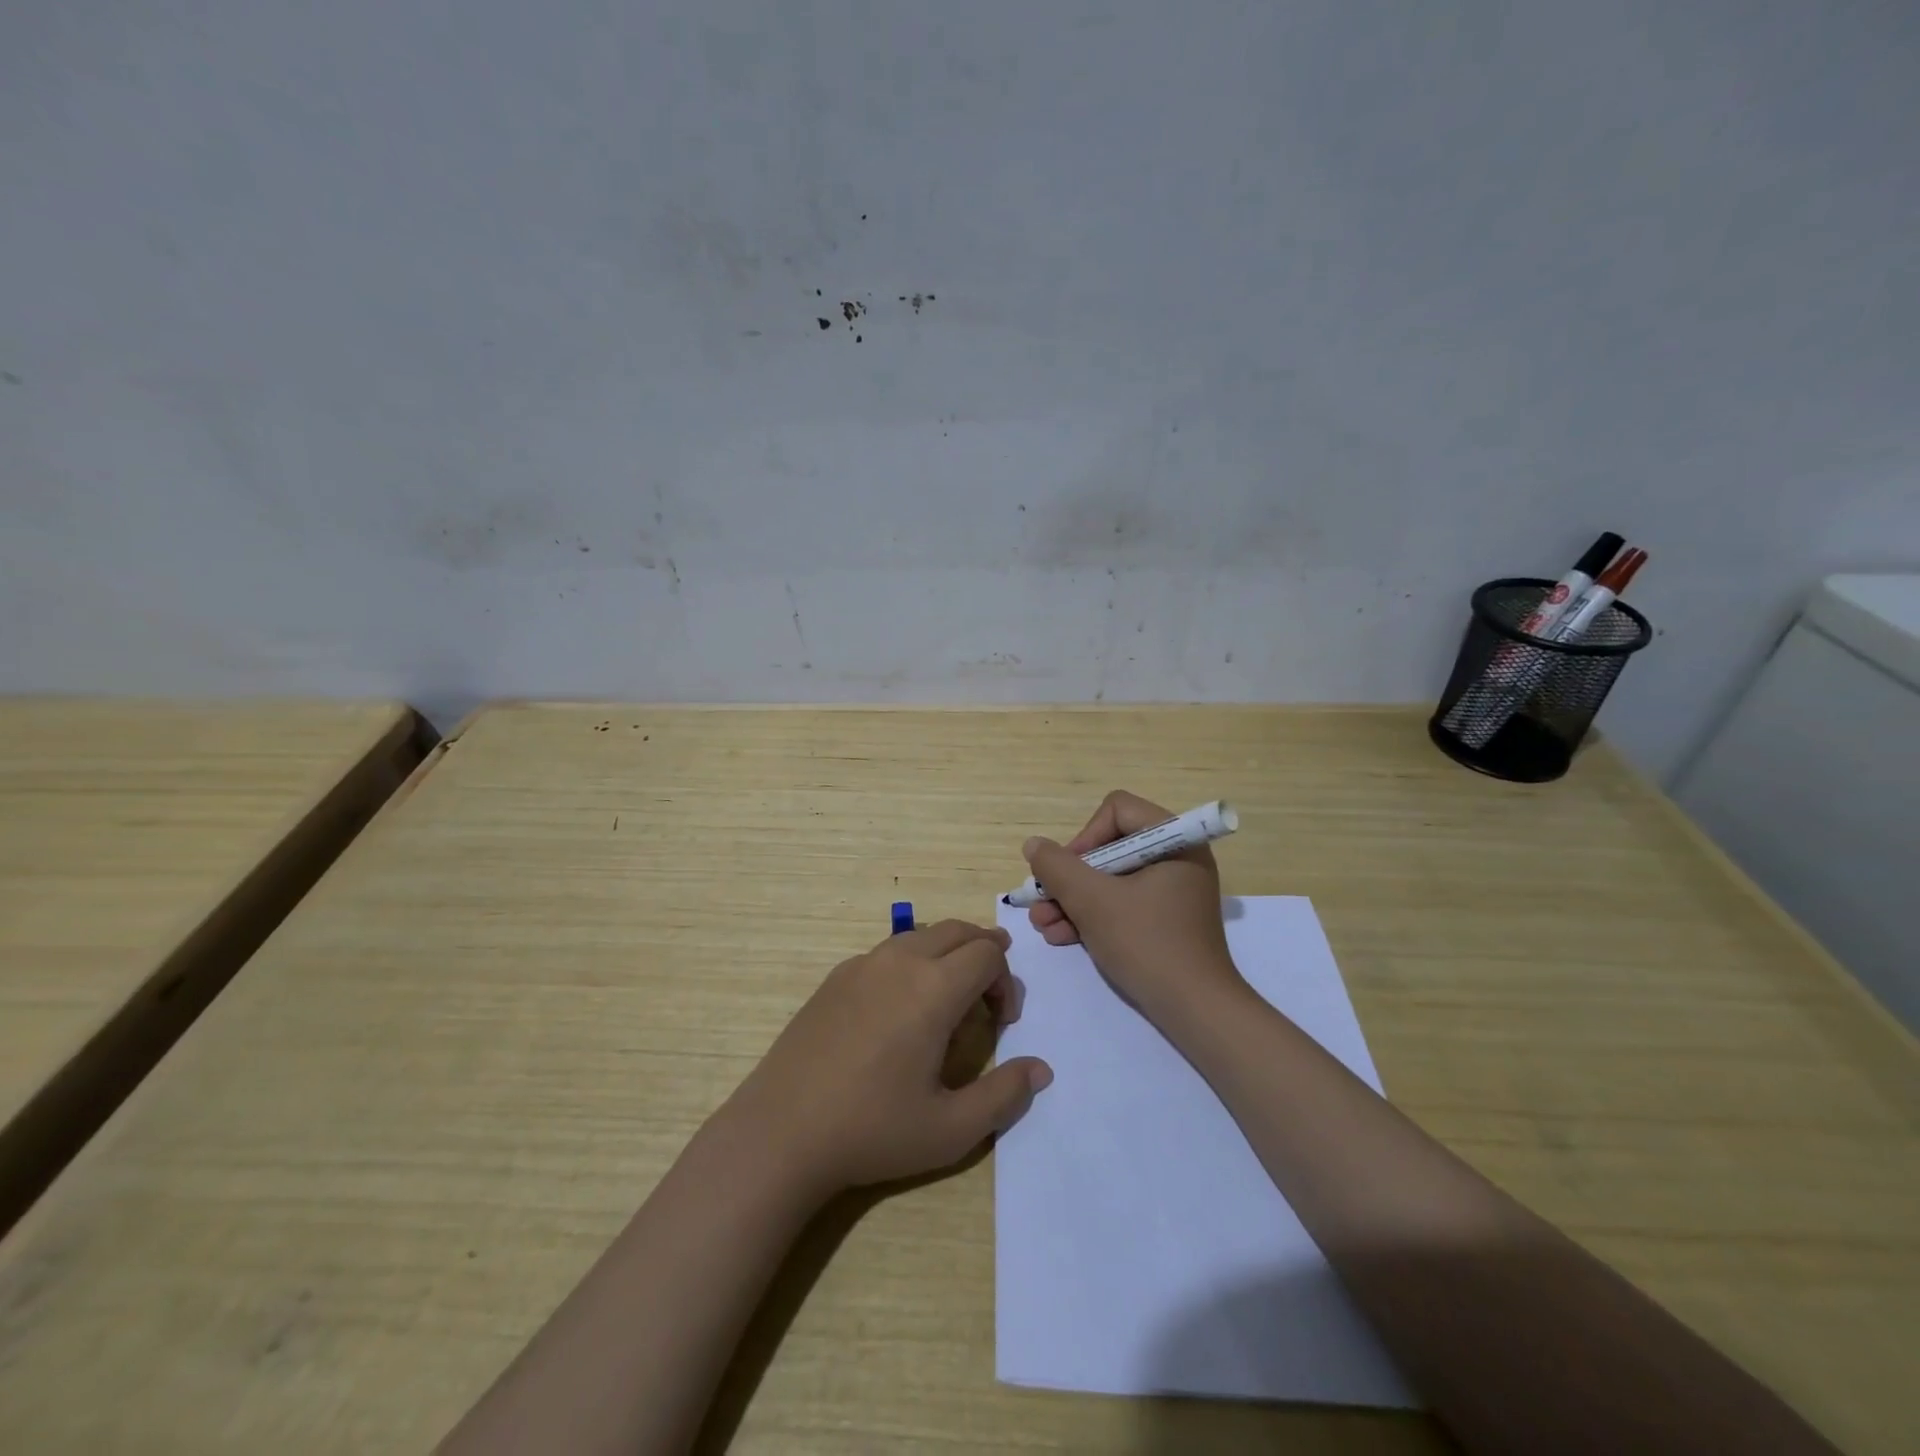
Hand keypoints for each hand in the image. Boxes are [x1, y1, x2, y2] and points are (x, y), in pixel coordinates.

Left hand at [726, 920, 1052, 1198]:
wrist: (781, 1132)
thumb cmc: (872, 1130)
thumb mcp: (950, 1130)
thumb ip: (1004, 1095)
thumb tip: (1041, 1069)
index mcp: (932, 989)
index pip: (988, 954)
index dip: (1007, 981)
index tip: (1003, 1022)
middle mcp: (900, 962)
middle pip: (957, 930)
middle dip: (984, 953)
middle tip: (989, 994)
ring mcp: (862, 964)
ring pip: (921, 935)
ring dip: (947, 953)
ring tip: (950, 994)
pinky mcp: (835, 977)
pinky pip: (888, 951)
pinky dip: (912, 962)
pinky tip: (900, 1008)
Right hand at [1025, 790, 1243, 1021]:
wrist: (1196, 1011)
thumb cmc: (1147, 943)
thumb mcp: (1093, 901)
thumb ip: (1057, 867)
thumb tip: (1034, 845)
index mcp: (1175, 840)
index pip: (1117, 811)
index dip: (1084, 837)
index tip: (1066, 872)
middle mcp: (1177, 858)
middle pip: (1109, 847)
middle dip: (1070, 878)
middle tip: (1042, 901)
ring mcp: (1172, 891)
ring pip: (1110, 880)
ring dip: (1072, 900)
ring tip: (1043, 924)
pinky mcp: (1165, 920)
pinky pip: (1122, 903)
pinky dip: (1092, 916)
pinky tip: (1060, 936)